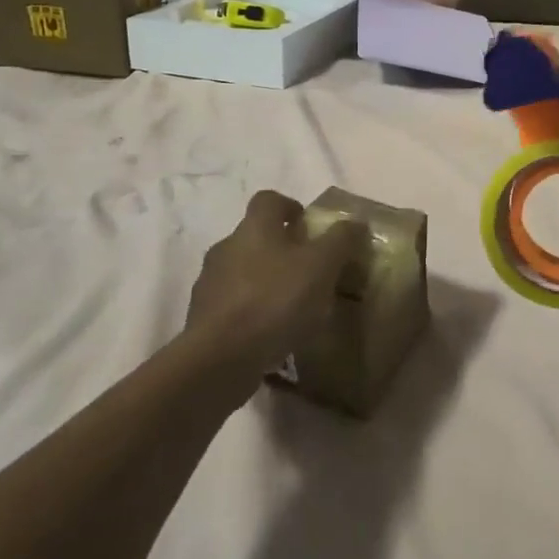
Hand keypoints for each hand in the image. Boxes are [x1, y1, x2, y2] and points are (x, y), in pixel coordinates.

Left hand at [183, 191, 364, 387]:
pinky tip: (272, 333)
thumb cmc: (275, 300)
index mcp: (254, 228)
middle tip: (309, 270)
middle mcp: (226, 248)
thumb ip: (340, 240)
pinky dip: (252, 312)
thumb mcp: (322, 266)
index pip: (268, 200)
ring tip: (292, 306)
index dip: (289, 207)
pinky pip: (233, 306)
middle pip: (255, 237)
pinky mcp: (203, 319)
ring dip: (265, 282)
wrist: (221, 358)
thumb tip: (355, 221)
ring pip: (242, 272)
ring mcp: (209, 284)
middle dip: (281, 249)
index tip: (308, 225)